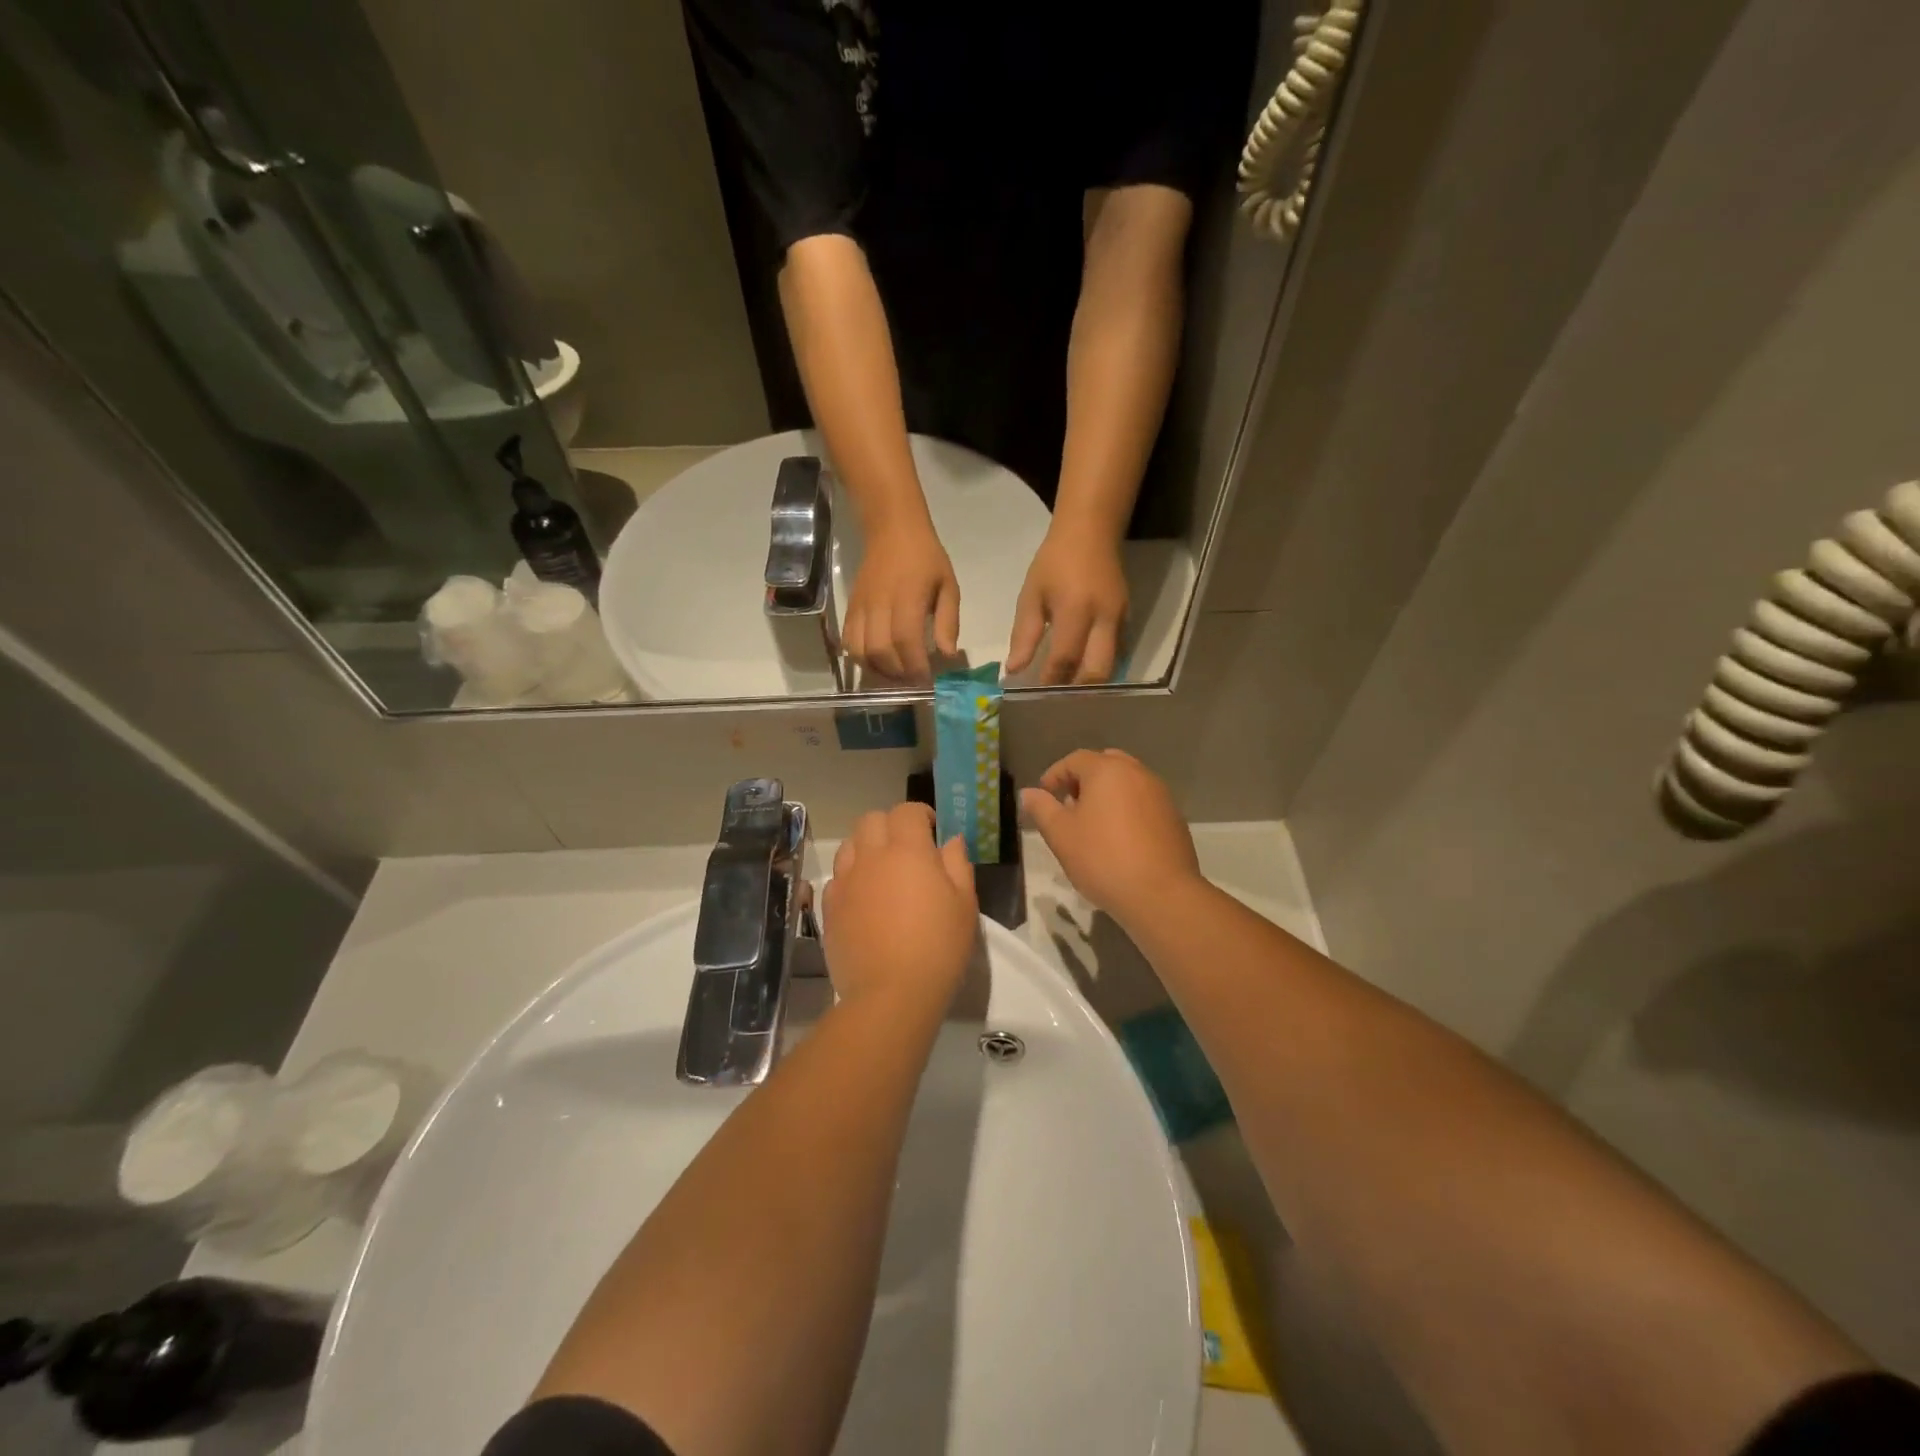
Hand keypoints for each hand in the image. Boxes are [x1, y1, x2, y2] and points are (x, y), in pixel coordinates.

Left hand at [824, 803, 978, 1013]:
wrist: (891, 994)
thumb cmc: (938, 946)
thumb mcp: (964, 904)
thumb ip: (957, 864)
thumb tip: (949, 840)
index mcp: (907, 850)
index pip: (906, 811)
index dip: (919, 814)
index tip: (932, 829)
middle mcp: (871, 857)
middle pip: (871, 820)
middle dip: (890, 825)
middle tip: (907, 848)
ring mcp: (845, 882)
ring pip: (849, 845)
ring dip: (866, 847)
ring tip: (883, 871)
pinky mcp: (829, 908)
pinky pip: (837, 878)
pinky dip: (851, 878)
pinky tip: (865, 900)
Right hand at [843, 519, 959, 683]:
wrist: (891, 529)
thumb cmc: (925, 557)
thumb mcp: (948, 585)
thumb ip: (949, 621)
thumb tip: (947, 655)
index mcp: (907, 598)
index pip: (906, 641)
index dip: (916, 666)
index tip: (928, 678)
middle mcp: (879, 605)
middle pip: (881, 651)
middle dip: (898, 673)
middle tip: (914, 679)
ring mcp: (861, 608)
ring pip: (861, 651)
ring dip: (878, 670)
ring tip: (896, 674)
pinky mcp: (850, 609)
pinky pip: (848, 642)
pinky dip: (861, 659)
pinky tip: (878, 662)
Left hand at [1006, 526, 1128, 684]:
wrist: (1091, 532)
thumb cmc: (1054, 562)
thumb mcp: (1031, 595)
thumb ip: (1024, 635)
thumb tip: (1014, 670)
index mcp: (1076, 610)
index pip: (1065, 658)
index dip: (1051, 681)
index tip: (1036, 696)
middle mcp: (1104, 619)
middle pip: (1097, 671)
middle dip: (1077, 690)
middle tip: (1057, 701)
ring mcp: (1121, 619)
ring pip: (1111, 666)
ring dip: (1090, 683)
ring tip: (1069, 692)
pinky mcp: (1127, 618)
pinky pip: (1116, 653)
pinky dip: (1099, 666)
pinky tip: (1082, 671)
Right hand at [1019, 749, 1199, 922]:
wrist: (1161, 894)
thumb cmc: (1102, 858)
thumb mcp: (1061, 835)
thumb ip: (1042, 809)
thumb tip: (1028, 793)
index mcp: (1107, 771)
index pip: (1075, 759)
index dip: (1055, 774)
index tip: (1044, 795)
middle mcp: (1137, 773)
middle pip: (1105, 764)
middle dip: (1084, 780)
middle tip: (1069, 805)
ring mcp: (1160, 794)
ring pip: (1127, 782)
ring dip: (1107, 794)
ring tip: (1093, 823)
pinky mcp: (1174, 817)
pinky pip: (1143, 802)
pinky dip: (1127, 809)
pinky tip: (1119, 838)